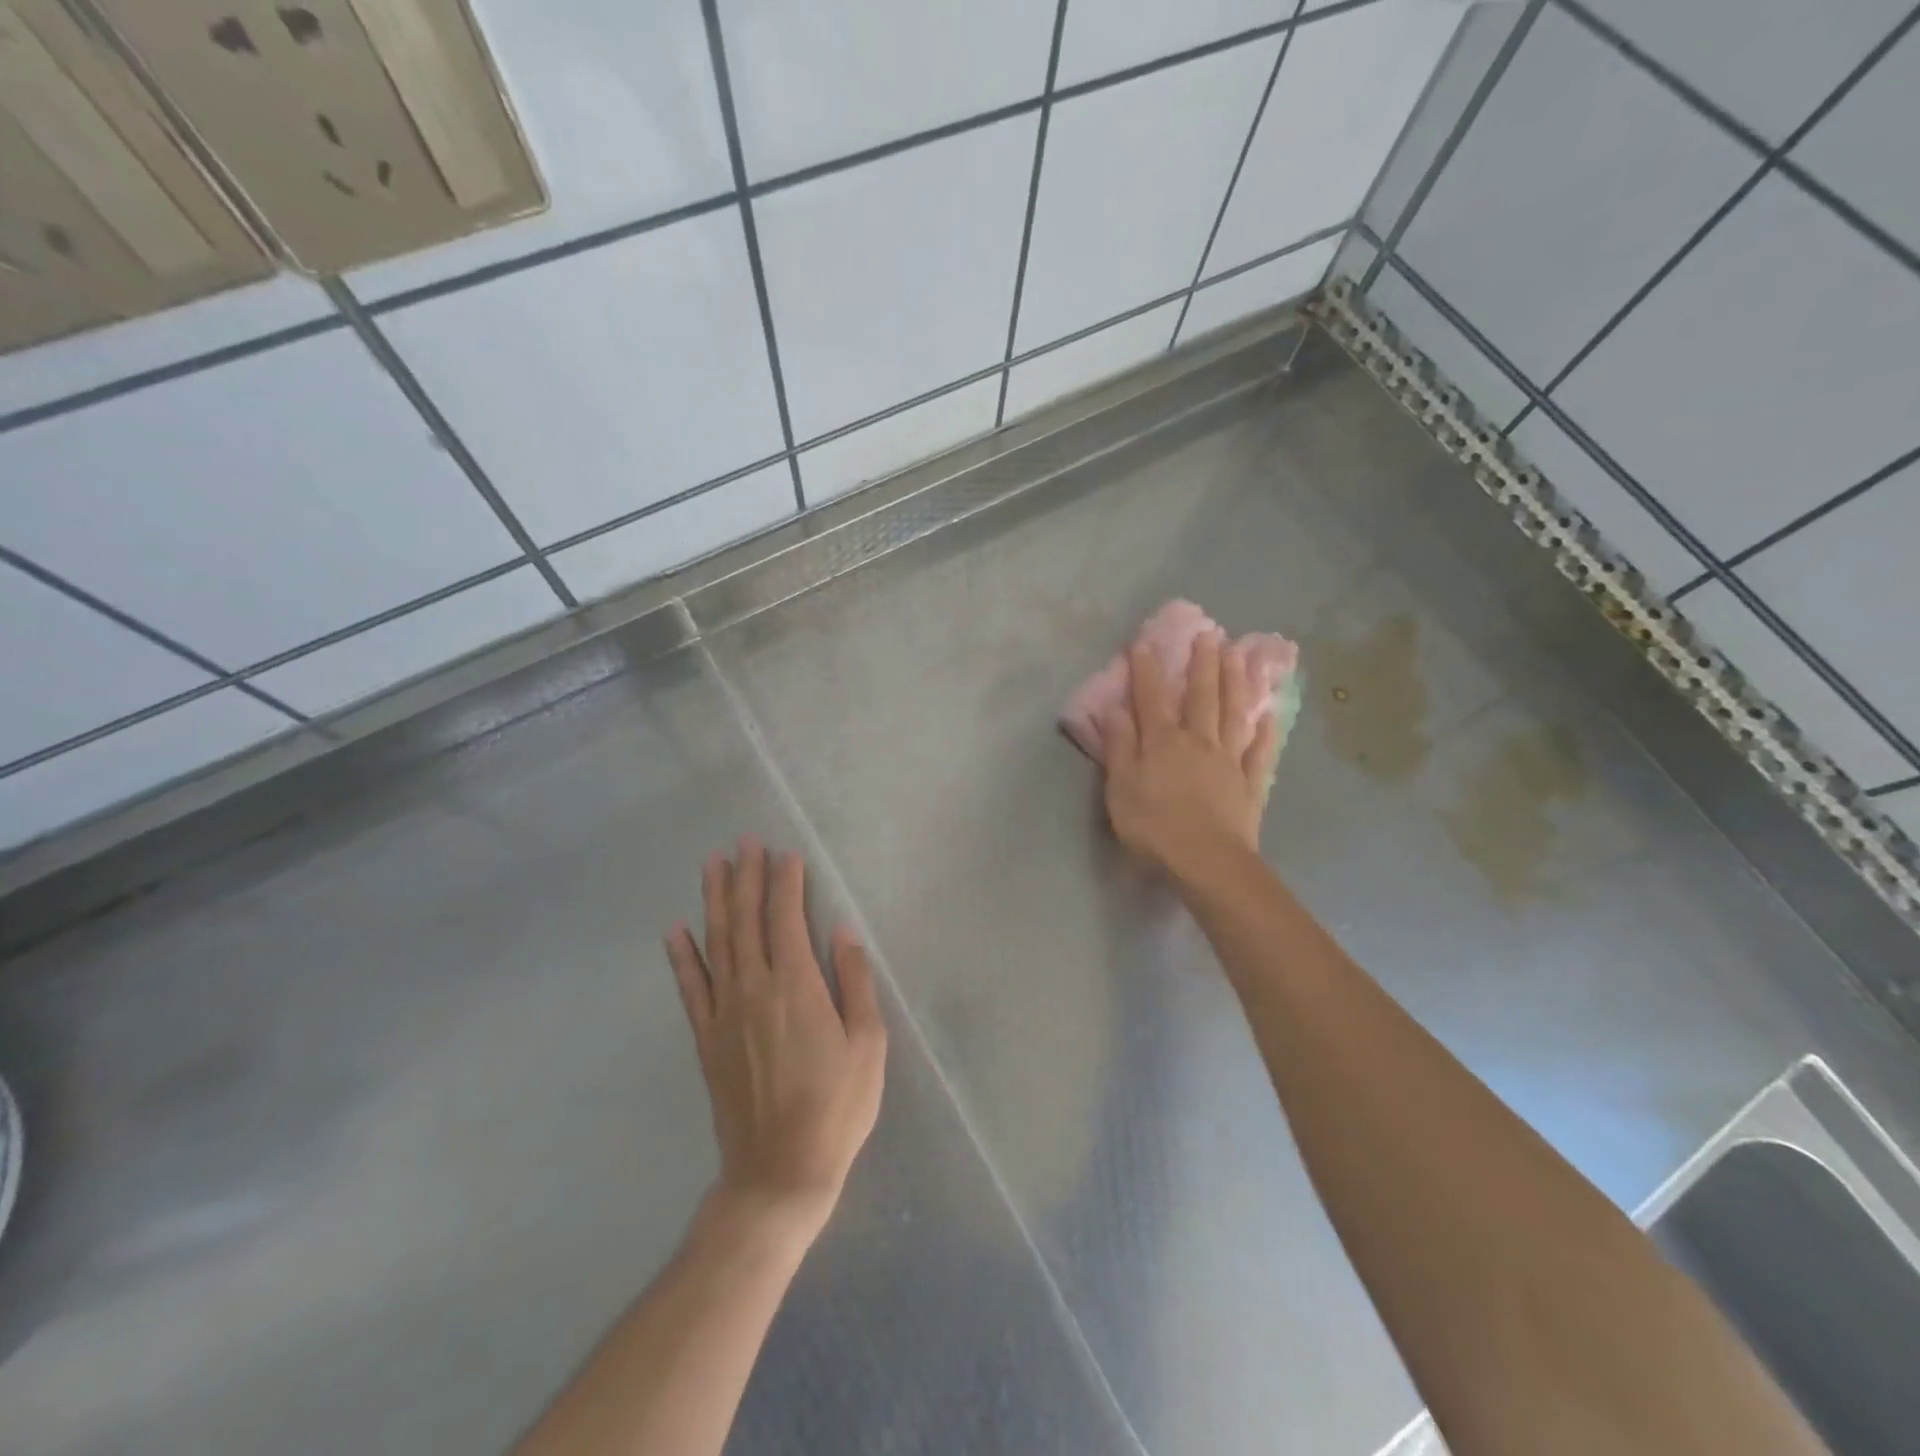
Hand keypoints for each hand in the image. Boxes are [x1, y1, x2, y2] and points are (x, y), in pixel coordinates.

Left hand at [665, 837, 887, 1244]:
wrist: (779, 1171)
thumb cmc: (836, 1106)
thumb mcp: (868, 1044)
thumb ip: (854, 982)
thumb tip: (841, 932)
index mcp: (796, 986)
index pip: (786, 919)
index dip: (785, 883)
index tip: (786, 853)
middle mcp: (754, 989)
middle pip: (747, 921)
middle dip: (747, 877)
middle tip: (744, 841)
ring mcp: (724, 1013)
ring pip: (717, 942)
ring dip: (715, 900)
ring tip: (713, 865)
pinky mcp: (706, 1038)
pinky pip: (691, 987)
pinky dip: (682, 955)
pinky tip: (675, 930)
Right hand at [1099, 631, 1281, 880]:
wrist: (1207, 861)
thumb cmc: (1154, 825)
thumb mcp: (1121, 786)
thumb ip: (1119, 745)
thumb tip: (1114, 709)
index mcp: (1163, 741)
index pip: (1152, 697)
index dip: (1147, 668)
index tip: (1144, 641)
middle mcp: (1199, 741)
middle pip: (1201, 696)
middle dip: (1202, 664)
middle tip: (1209, 633)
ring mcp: (1229, 760)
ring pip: (1234, 714)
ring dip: (1236, 683)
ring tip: (1240, 656)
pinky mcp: (1250, 784)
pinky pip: (1260, 752)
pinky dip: (1266, 732)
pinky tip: (1270, 714)